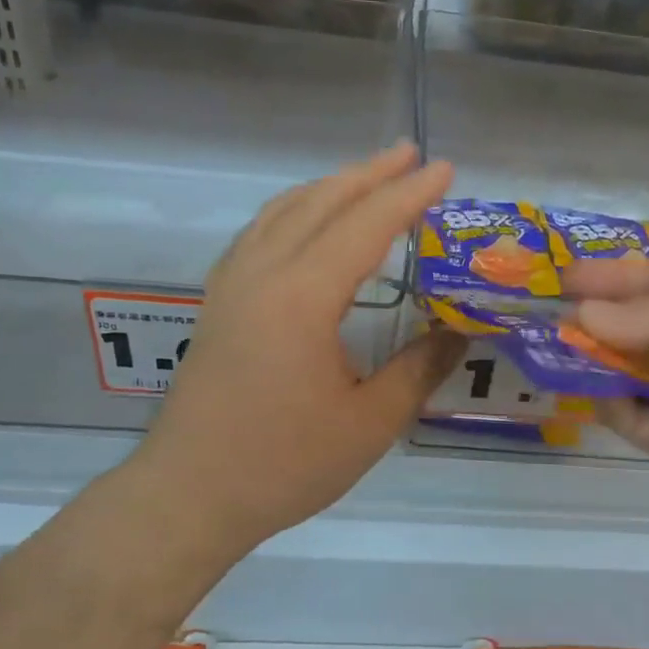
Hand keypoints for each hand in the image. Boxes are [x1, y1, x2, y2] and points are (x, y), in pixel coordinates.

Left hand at [133, 144, 466, 550]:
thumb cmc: (283, 464)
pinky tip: (306, 222)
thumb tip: (459, 333)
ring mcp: (232, 284)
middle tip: (411, 154)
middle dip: (370, 174)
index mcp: (302, 297)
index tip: (444, 170)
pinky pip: (261, 232)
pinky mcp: (218, 302)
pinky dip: (294, 210)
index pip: (365, 225)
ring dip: (330, 186)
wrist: (189, 494)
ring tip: (367, 176)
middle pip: (320, 203)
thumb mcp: (369, 424)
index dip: (408, 194)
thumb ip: (419, 369)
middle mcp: (262, 274)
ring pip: (284, 211)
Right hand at [565, 257, 648, 528]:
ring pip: (625, 373)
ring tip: (548, 352)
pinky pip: (633, 420)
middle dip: (588, 320)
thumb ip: (644, 314)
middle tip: (541, 316)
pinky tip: (590, 392)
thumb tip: (579, 317)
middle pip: (630, 327)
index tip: (562, 276)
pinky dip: (609, 406)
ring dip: (590, 362)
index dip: (607, 276)